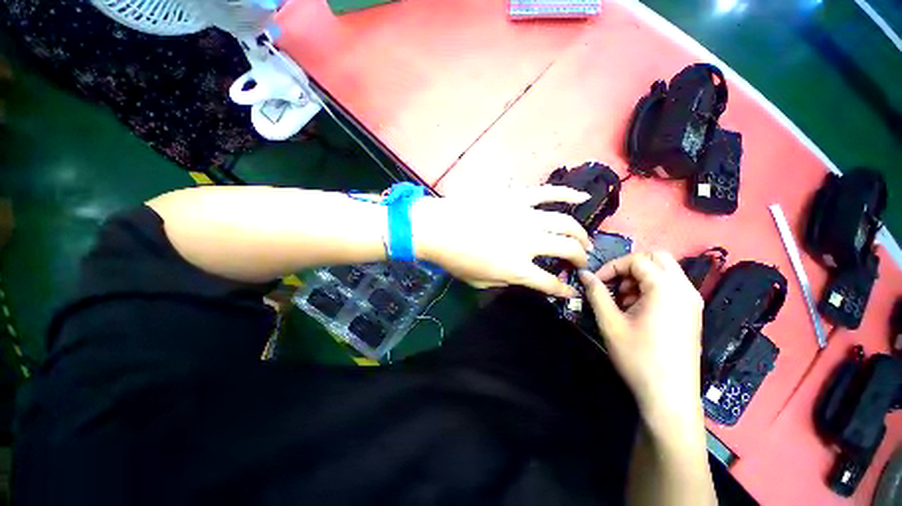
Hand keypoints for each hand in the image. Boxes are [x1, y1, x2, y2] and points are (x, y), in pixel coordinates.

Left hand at [412, 186, 591, 296]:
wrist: (436, 229)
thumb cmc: (455, 259)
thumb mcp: (481, 282)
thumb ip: (507, 280)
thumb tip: (524, 277)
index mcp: (516, 267)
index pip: (549, 283)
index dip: (563, 290)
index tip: (571, 291)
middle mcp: (527, 241)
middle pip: (566, 249)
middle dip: (579, 258)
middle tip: (581, 262)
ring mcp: (524, 216)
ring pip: (564, 222)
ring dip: (580, 233)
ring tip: (584, 241)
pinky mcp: (516, 198)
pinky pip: (547, 192)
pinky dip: (567, 193)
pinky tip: (583, 196)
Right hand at [579, 252, 704, 433]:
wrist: (669, 396)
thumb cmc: (638, 357)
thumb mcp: (610, 322)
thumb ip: (596, 293)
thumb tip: (583, 274)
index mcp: (666, 289)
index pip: (636, 260)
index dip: (611, 267)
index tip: (595, 283)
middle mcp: (685, 289)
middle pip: (656, 258)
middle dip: (629, 267)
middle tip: (614, 286)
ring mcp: (692, 301)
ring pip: (664, 271)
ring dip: (640, 278)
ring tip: (623, 301)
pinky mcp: (691, 313)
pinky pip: (671, 287)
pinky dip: (651, 289)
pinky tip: (638, 310)